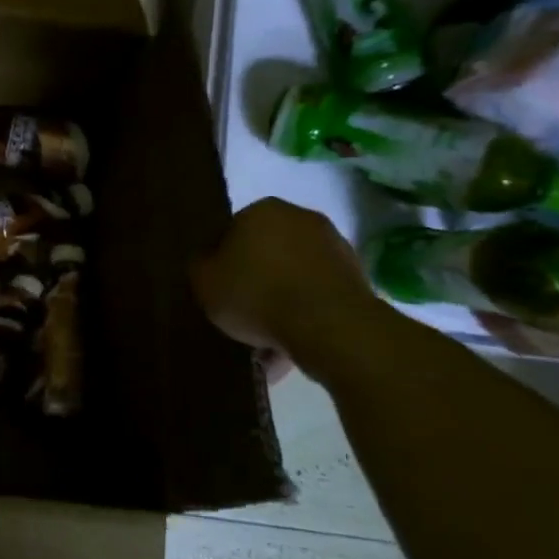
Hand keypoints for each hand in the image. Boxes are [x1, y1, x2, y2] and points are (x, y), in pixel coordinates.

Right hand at [189, 198, 376, 373]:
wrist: (330, 326)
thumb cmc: (257, 294)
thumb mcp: (205, 282)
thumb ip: (200, 266)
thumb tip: (208, 262)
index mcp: (262, 210)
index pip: (231, 233)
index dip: (221, 264)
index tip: (219, 291)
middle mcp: (301, 219)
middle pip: (266, 255)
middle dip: (255, 284)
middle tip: (240, 317)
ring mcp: (335, 248)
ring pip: (293, 279)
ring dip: (280, 305)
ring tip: (265, 345)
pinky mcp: (357, 280)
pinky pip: (317, 298)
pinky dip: (304, 318)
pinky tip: (289, 348)